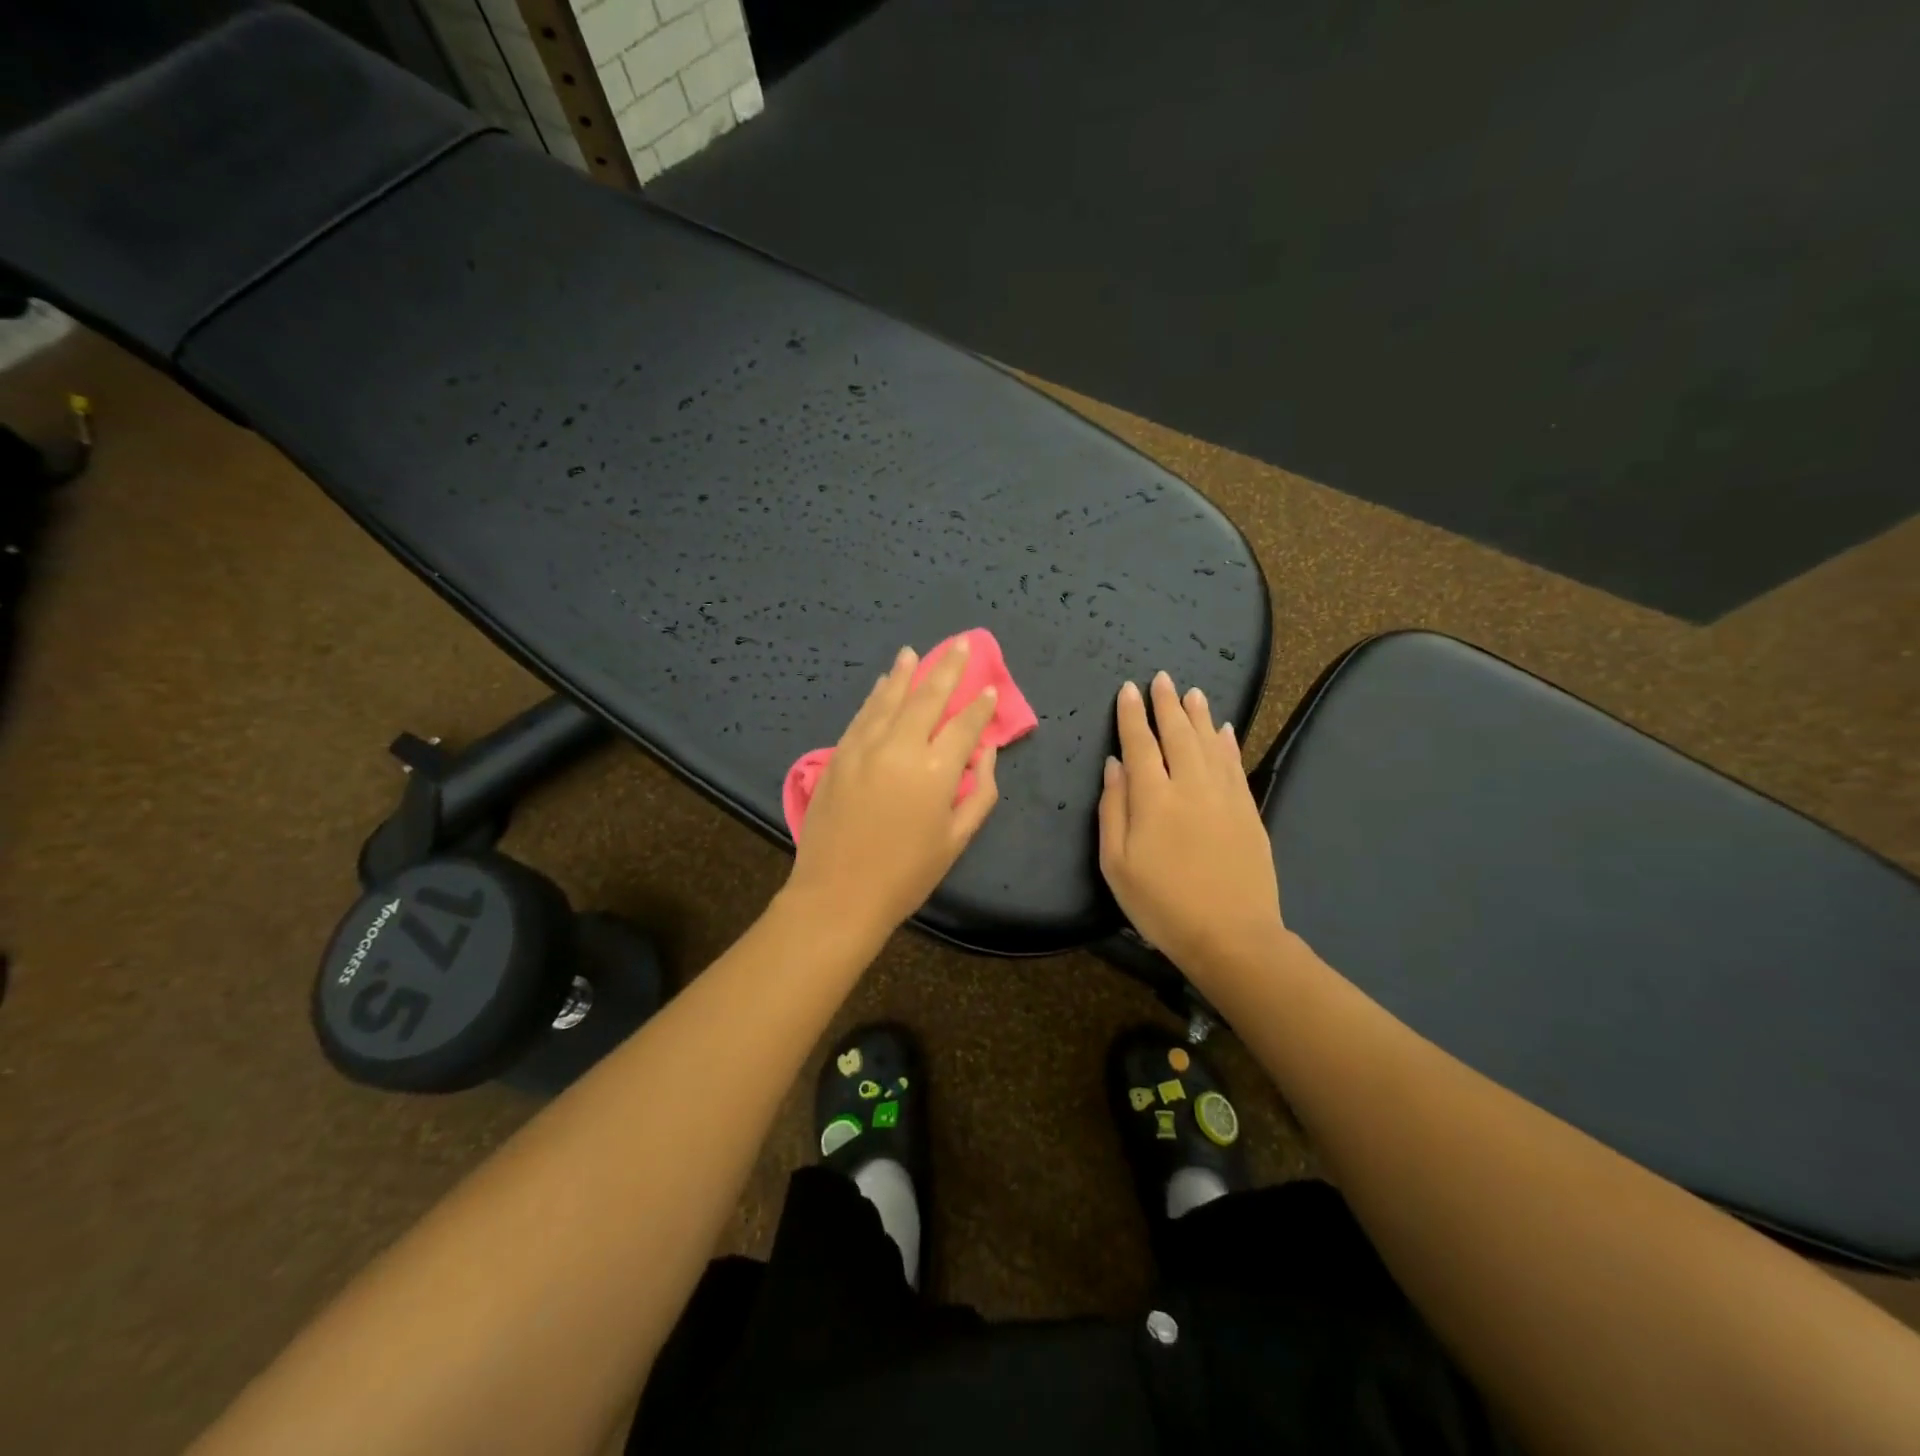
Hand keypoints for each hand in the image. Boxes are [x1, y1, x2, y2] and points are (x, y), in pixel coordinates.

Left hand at [784, 640, 1001, 939]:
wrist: (838, 894)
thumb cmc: (907, 874)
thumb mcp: (957, 839)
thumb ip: (980, 792)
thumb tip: (985, 753)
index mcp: (936, 771)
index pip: (965, 726)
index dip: (980, 706)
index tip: (989, 688)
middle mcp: (901, 748)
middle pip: (929, 698)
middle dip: (948, 669)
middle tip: (962, 645)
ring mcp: (864, 748)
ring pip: (890, 699)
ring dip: (906, 673)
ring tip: (916, 652)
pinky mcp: (838, 755)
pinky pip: (862, 715)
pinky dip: (877, 696)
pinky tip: (884, 684)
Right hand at [1099, 671, 1282, 973]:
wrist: (1231, 935)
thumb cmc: (1162, 905)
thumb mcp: (1116, 864)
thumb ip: (1112, 810)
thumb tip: (1113, 765)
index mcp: (1153, 798)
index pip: (1140, 744)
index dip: (1132, 715)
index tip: (1128, 690)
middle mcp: (1190, 785)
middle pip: (1177, 734)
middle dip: (1166, 704)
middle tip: (1161, 678)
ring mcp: (1224, 796)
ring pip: (1209, 742)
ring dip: (1198, 714)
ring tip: (1192, 691)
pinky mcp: (1247, 810)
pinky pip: (1235, 764)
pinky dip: (1227, 742)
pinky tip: (1223, 729)